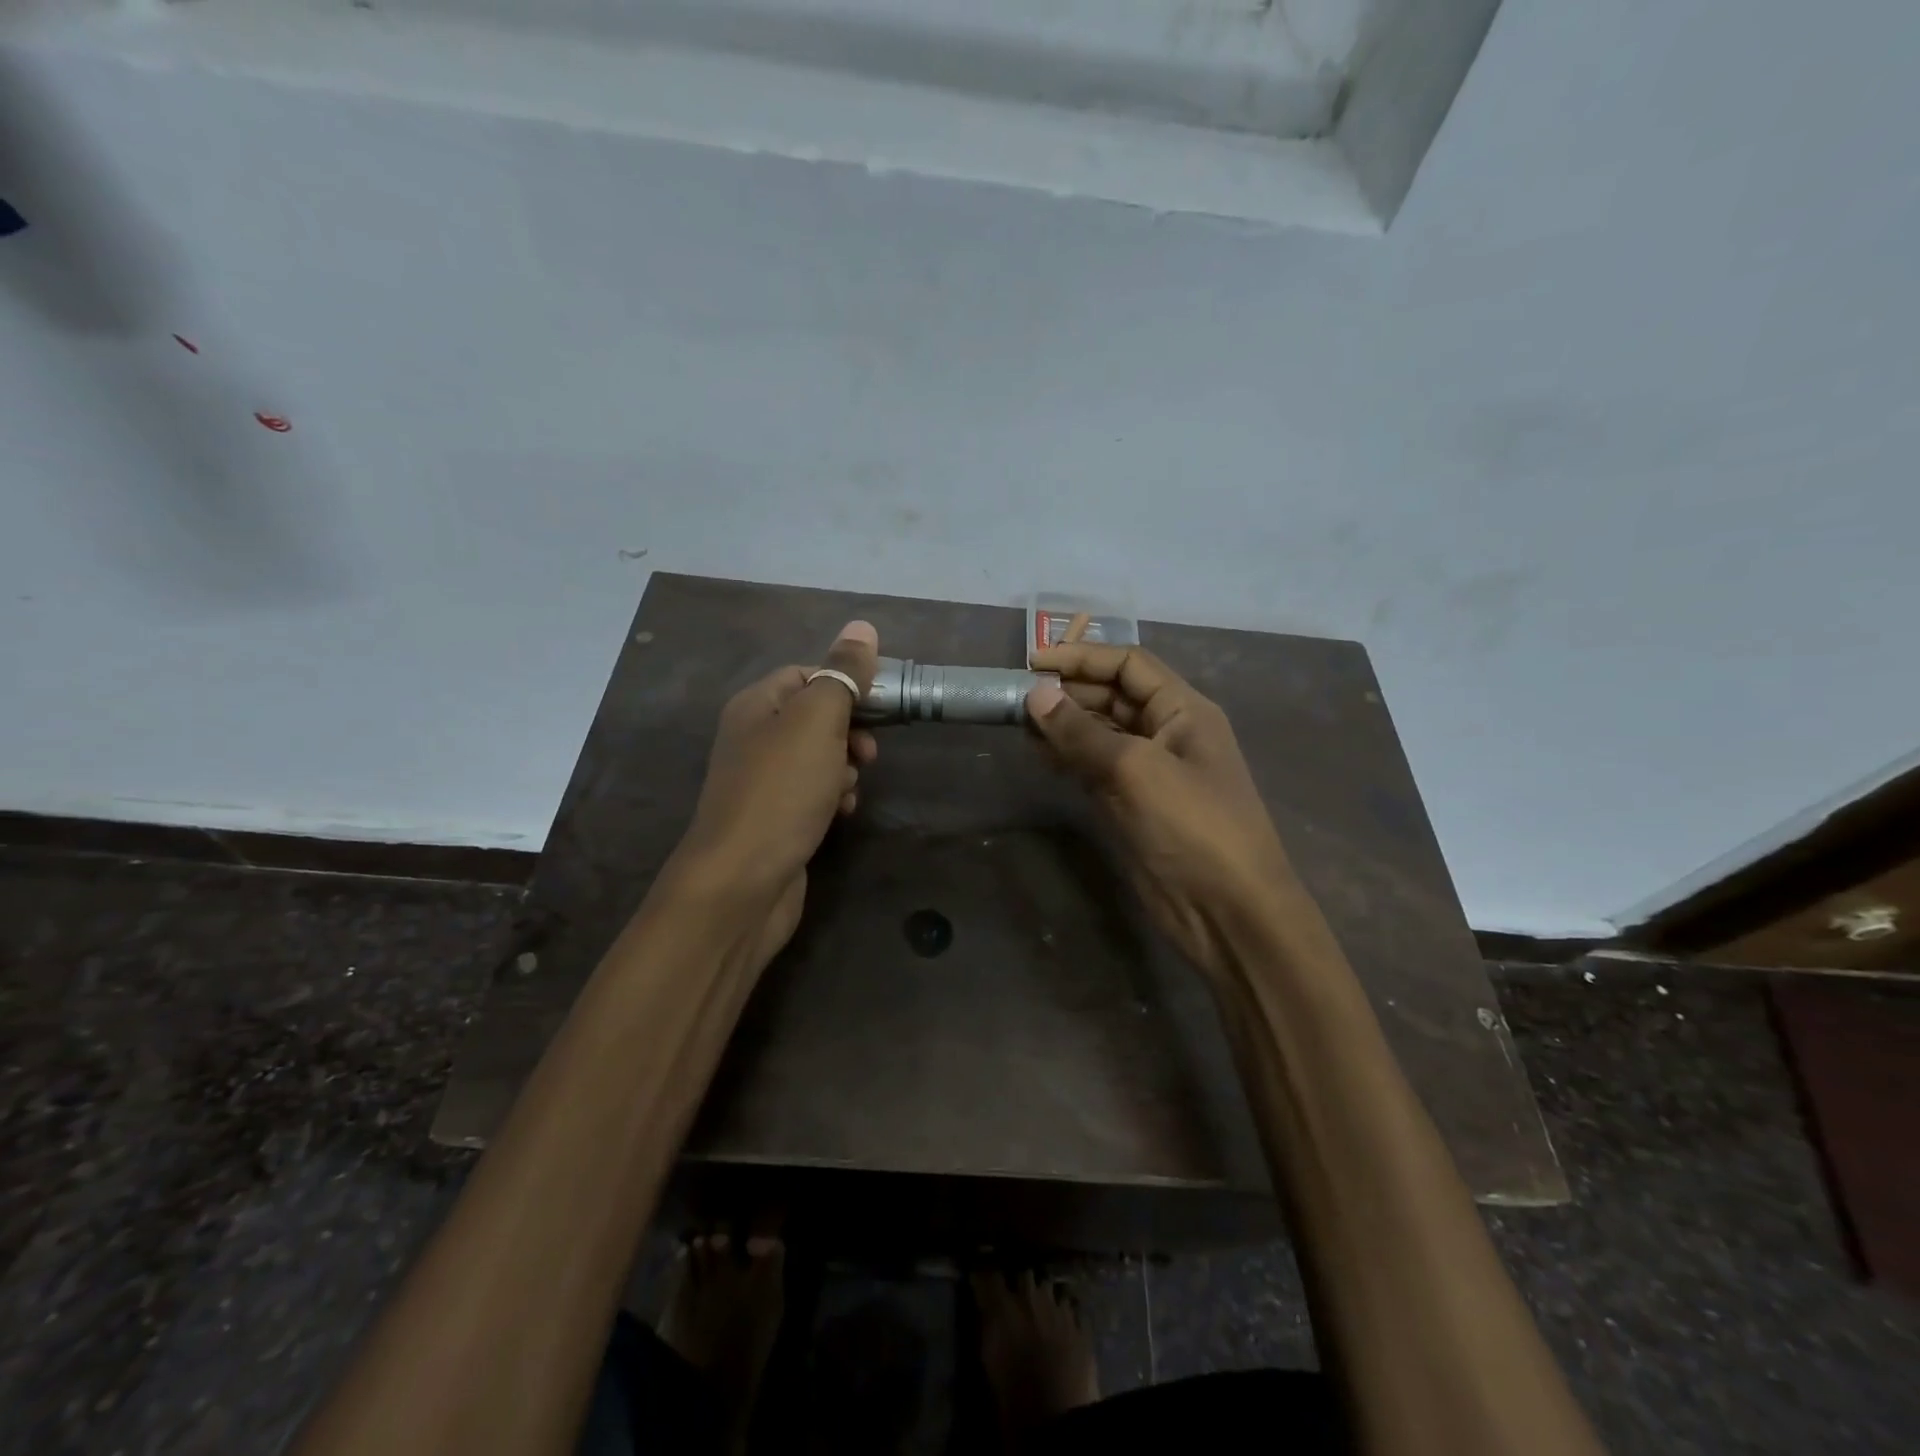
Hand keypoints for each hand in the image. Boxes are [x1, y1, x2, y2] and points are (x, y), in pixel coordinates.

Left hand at [666, 620, 880, 971]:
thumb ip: (842, 675)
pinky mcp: (776, 818)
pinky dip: (833, 798)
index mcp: (755, 705)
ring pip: (820, 757)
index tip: (879, 706)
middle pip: (816, 717)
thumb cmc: (781, 792)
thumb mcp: (817, 722)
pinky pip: (814, 793)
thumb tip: (862, 627)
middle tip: (869, 753)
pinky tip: (841, 813)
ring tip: (849, 787)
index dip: (845, 684)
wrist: (742, 882)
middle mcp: (753, 738)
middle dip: (850, 731)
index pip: (807, 674)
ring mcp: (763, 781)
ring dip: (845, 767)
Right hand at [1026, 644, 1291, 981]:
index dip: (1082, 657)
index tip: (1032, 662)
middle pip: (1113, 695)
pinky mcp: (1133, 805)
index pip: (1129, 665)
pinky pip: (1095, 768)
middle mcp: (1167, 733)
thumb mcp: (1137, 770)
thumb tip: (1035, 695)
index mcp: (1184, 710)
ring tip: (1019, 724)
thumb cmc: (1193, 827)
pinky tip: (1039, 755)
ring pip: (1100, 733)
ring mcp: (1149, 771)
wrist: (1228, 912)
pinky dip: (1068, 758)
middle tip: (1017, 697)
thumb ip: (1082, 732)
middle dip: (1068, 692)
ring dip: (1064, 725)